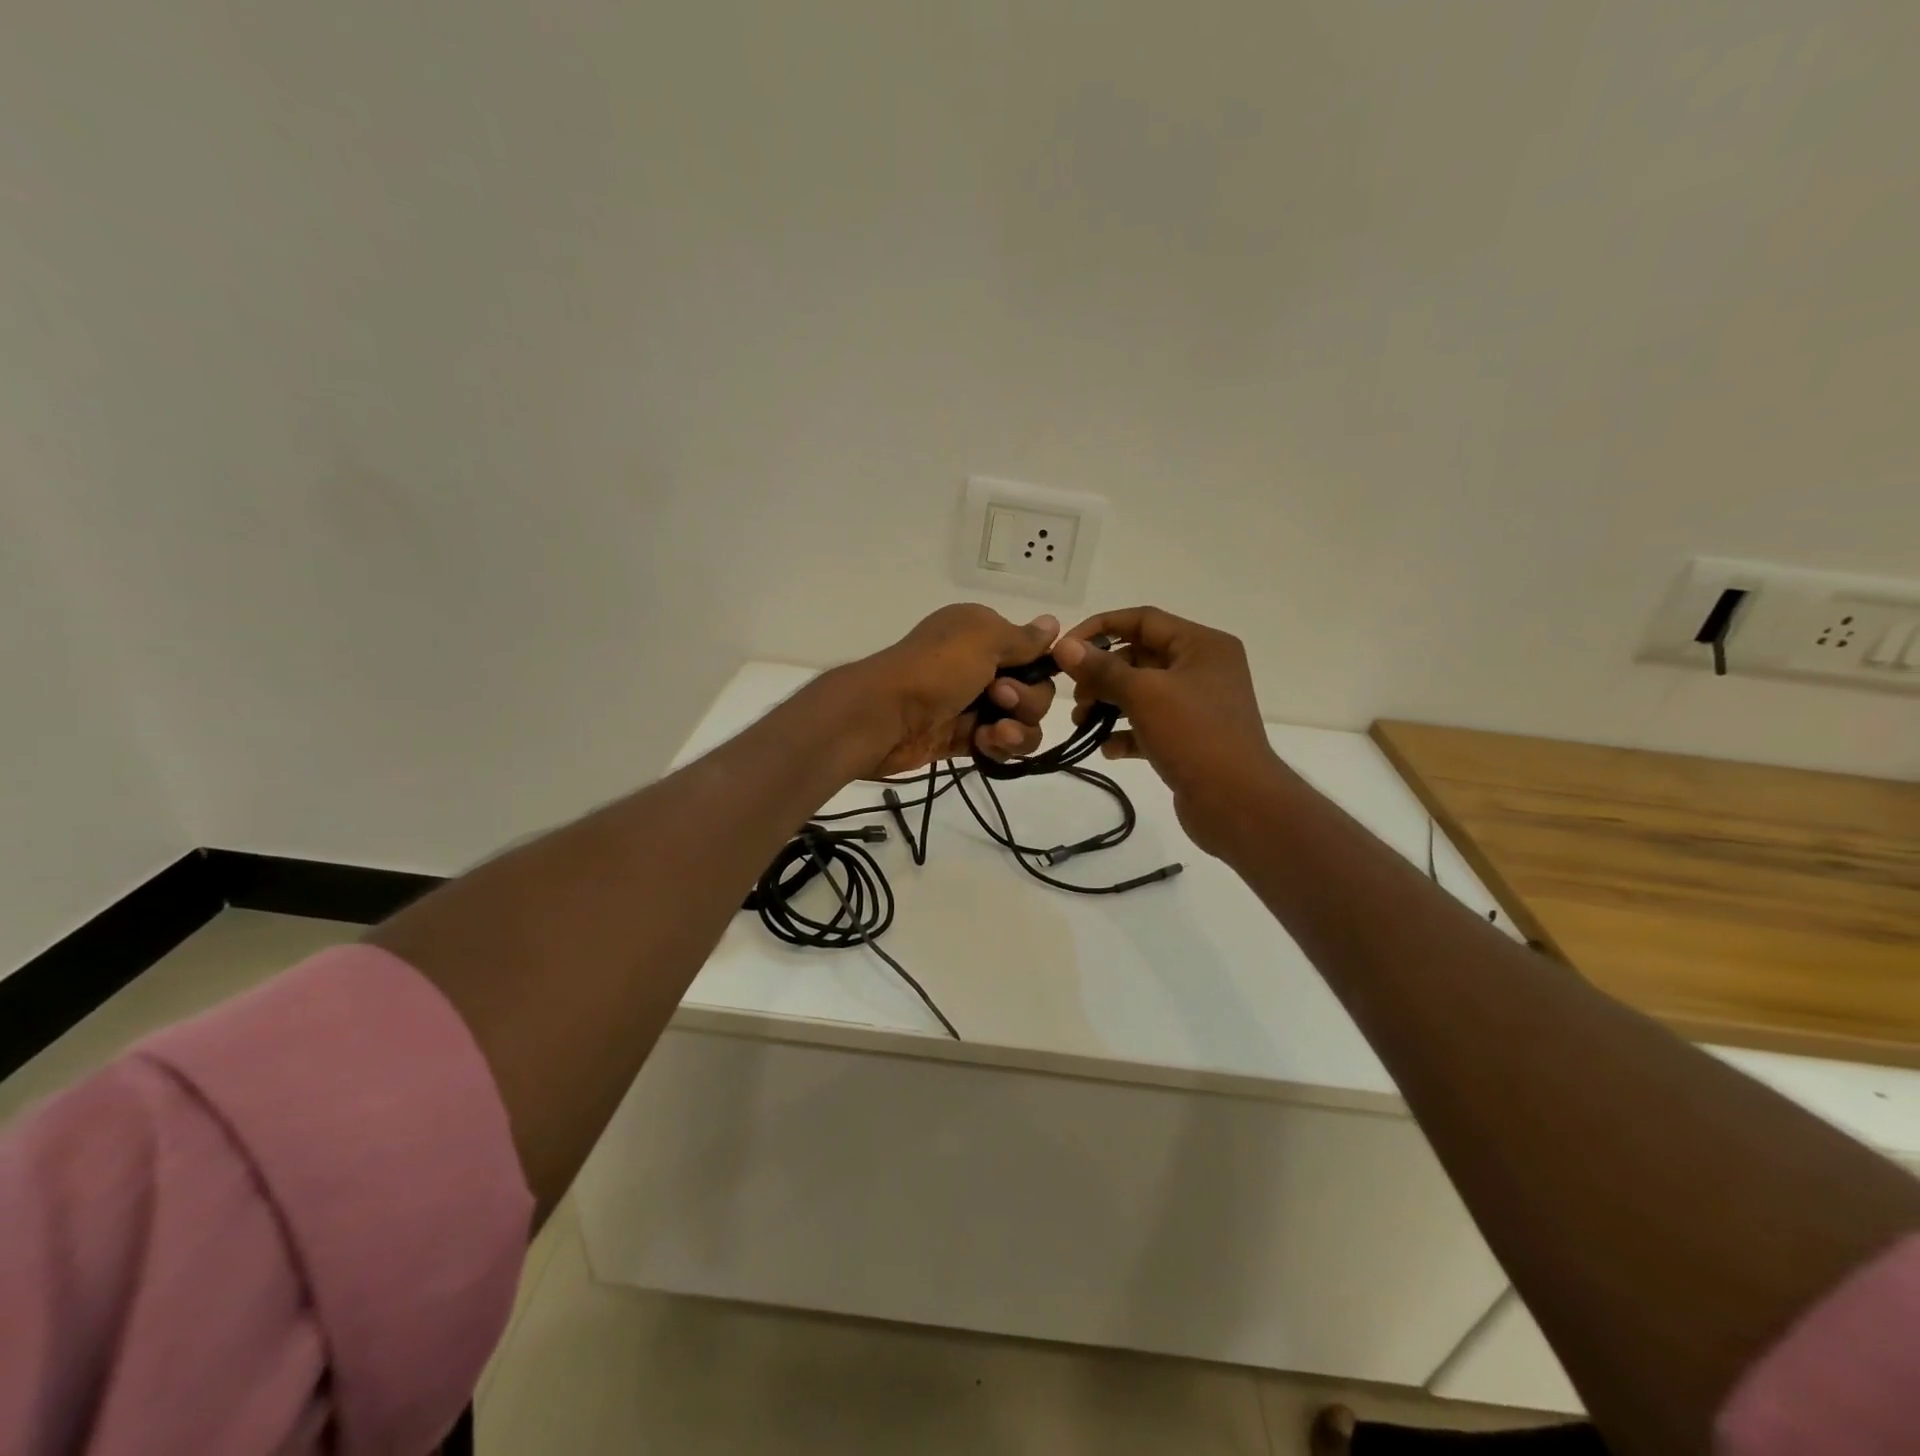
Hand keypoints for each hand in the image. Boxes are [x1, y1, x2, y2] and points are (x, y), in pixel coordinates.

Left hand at [857, 604, 1059, 776]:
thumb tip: (1054, 623)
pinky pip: (1001, 745)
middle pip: (1034, 691)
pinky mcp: (964, 739)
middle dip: (1027, 700)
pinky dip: (1000, 747)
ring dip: (1018, 730)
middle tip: (998, 699)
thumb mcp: (983, 638)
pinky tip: (984, 745)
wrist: (884, 717)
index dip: (1038, 669)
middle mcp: (980, 666)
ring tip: (994, 733)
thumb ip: (1023, 637)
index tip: (1023, 673)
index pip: (1033, 653)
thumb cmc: (935, 669)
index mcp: (982, 634)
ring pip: (1022, 722)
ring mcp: (973, 705)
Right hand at [1053, 607, 1280, 850]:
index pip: (1143, 620)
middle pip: (1140, 657)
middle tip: (1074, 695)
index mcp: (1202, 645)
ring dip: (1108, 704)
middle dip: (1101, 674)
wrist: (1237, 803)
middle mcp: (1203, 669)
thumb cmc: (1194, 735)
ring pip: (1142, 693)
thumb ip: (1102, 668)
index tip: (1064, 649)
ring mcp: (1198, 706)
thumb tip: (1063, 646)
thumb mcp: (1144, 694)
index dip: (1100, 628)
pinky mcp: (1191, 739)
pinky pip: (1150, 726)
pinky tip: (1107, 748)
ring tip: (1082, 723)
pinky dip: (1126, 733)